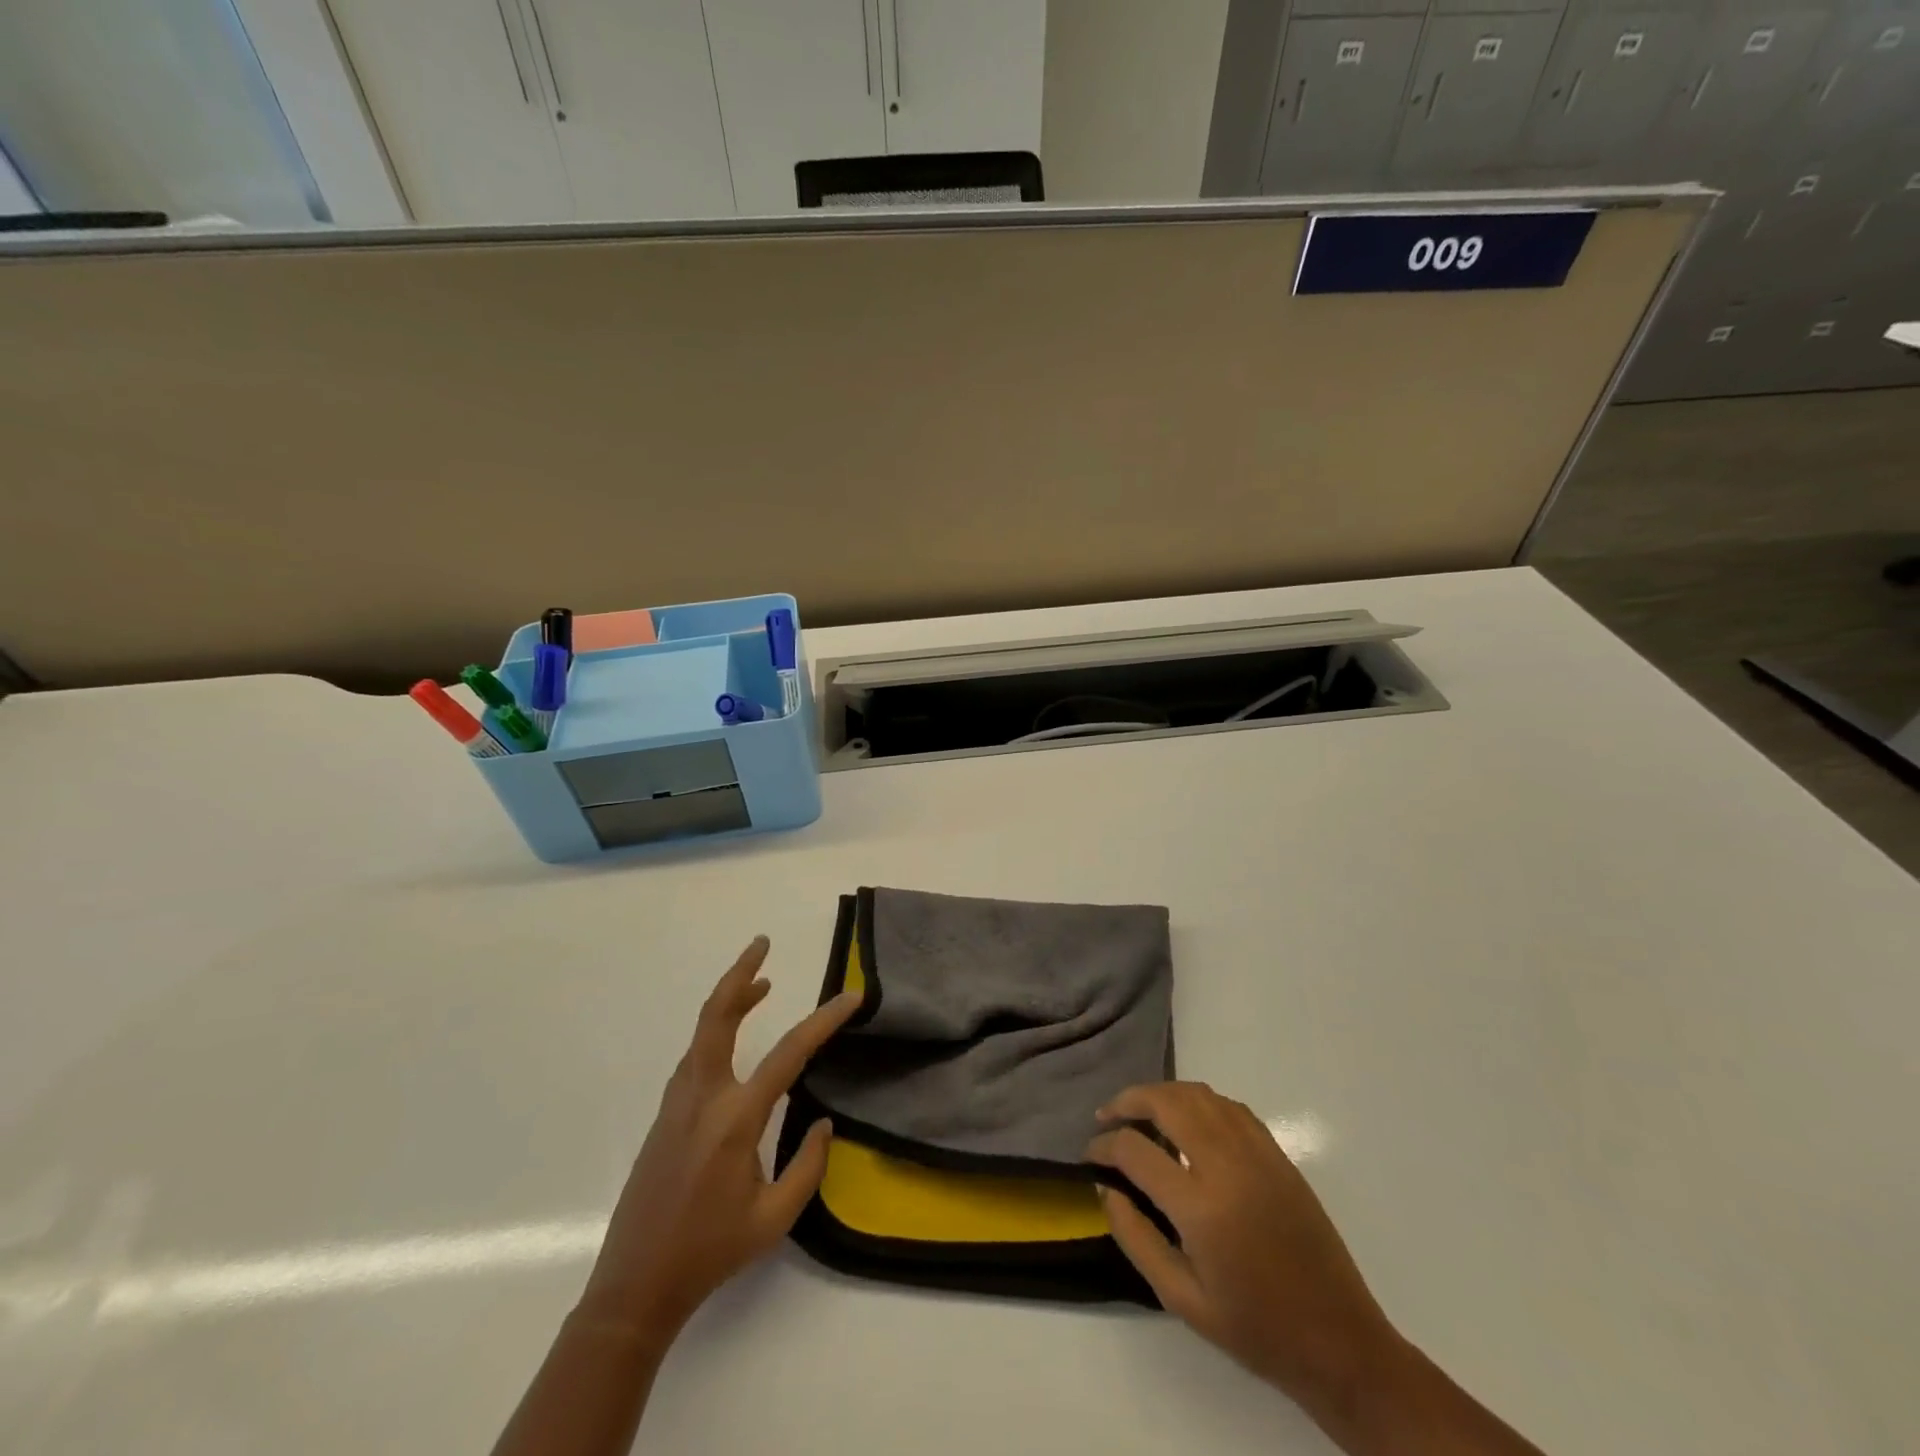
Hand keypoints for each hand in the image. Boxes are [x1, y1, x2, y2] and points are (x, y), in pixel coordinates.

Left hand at [577, 936, 861, 1340]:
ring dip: (730, 1000)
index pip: (789, 1054)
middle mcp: (702, 1097)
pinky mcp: (665, 1115)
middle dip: (740, 975)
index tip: (852, 997)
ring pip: (702, 1032)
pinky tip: (734, 1041)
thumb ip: (808, 1166)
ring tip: (762, 985)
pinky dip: (717, 1031)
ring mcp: (677, 1103)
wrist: (634, 1286)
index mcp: (735, 1119)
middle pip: (717, 1016)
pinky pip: (695, 1056)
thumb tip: (822, 1123)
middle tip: (762, 944)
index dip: (824, 1021)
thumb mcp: (775, 1219)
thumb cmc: (710, 1253)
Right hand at [1087, 1082, 1397, 1413]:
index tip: (1090, 1155)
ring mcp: (1257, 1153)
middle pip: (1167, 1102)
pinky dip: (1198, 1101)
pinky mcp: (1277, 1153)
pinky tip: (1187, 1121)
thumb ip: (1136, 1238)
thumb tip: (1106, 1188)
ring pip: (1198, 1094)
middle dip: (1128, 1100)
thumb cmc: (1255, 1328)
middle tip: (1107, 1116)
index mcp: (1201, 1207)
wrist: (1338, 1339)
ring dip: (1162, 1094)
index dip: (1103, 1146)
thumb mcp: (1181, 1299)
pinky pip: (1228, 1106)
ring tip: (1140, 1111)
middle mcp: (1227, 1165)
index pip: (1135, 1150)